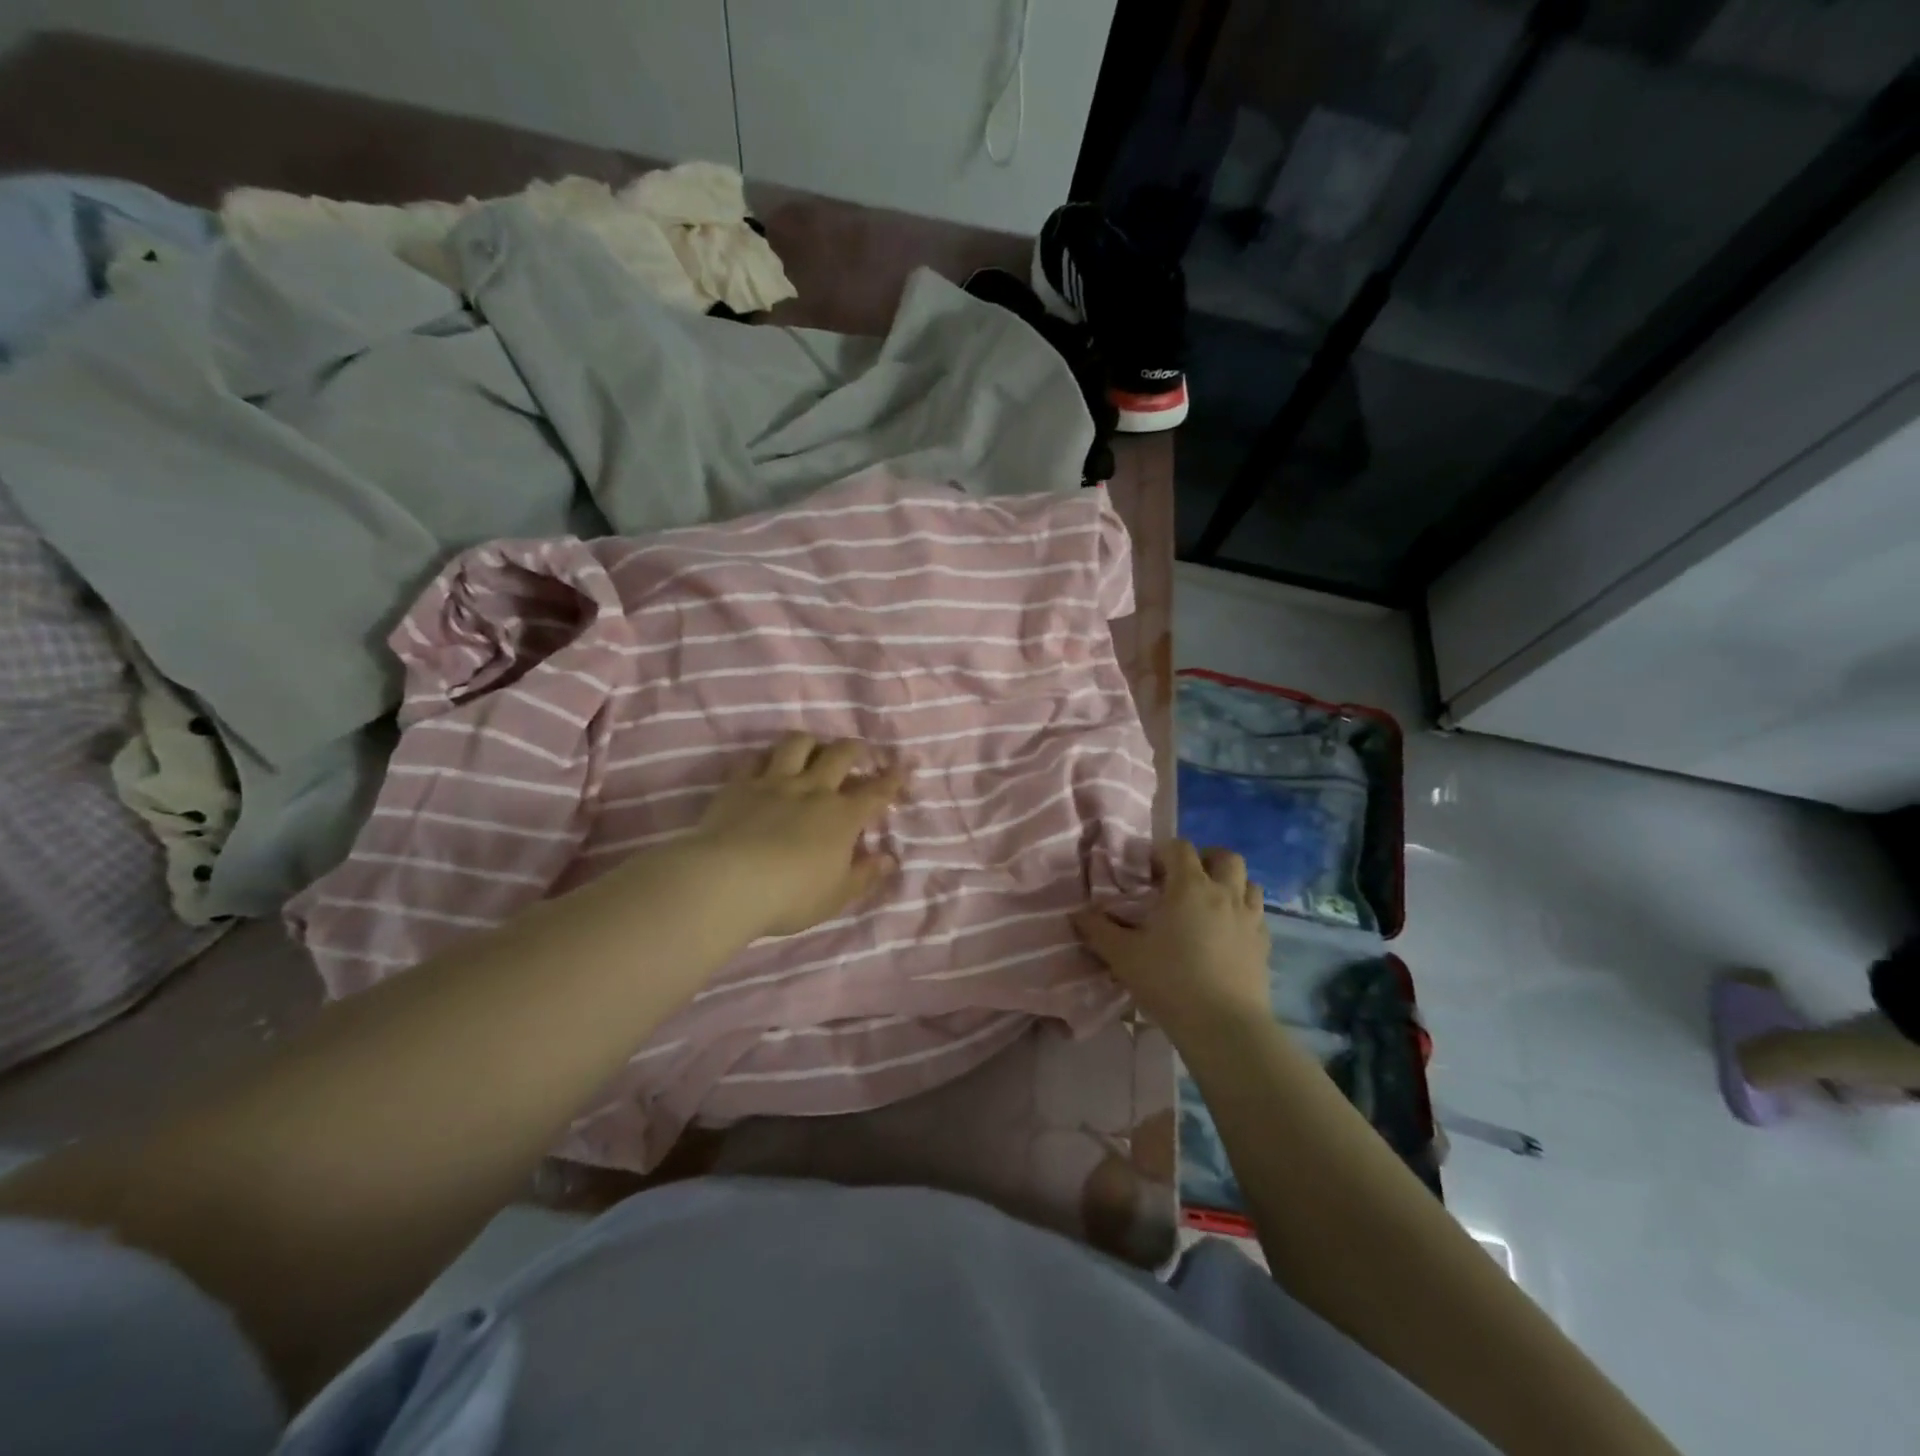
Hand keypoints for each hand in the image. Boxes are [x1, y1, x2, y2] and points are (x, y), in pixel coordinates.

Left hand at [682, 732, 905, 938]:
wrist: (728, 882)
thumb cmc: (791, 896)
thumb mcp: (836, 896)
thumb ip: (865, 875)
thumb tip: (889, 859)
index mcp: (842, 817)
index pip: (876, 792)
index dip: (892, 780)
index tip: (902, 769)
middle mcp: (813, 790)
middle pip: (841, 754)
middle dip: (856, 749)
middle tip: (859, 752)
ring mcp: (775, 782)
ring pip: (798, 744)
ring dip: (811, 742)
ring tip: (813, 749)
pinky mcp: (740, 784)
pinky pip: (756, 758)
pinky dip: (766, 758)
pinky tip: (767, 764)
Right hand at [1073, 840, 1269, 1042]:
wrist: (1224, 1027)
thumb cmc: (1170, 982)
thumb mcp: (1123, 956)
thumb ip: (1098, 930)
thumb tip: (1077, 913)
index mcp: (1190, 887)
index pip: (1180, 848)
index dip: (1162, 851)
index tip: (1147, 870)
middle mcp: (1225, 894)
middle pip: (1226, 857)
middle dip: (1205, 859)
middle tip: (1185, 879)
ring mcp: (1250, 919)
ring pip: (1249, 883)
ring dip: (1230, 884)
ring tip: (1209, 903)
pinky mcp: (1264, 946)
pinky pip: (1257, 915)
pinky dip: (1243, 914)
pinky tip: (1227, 934)